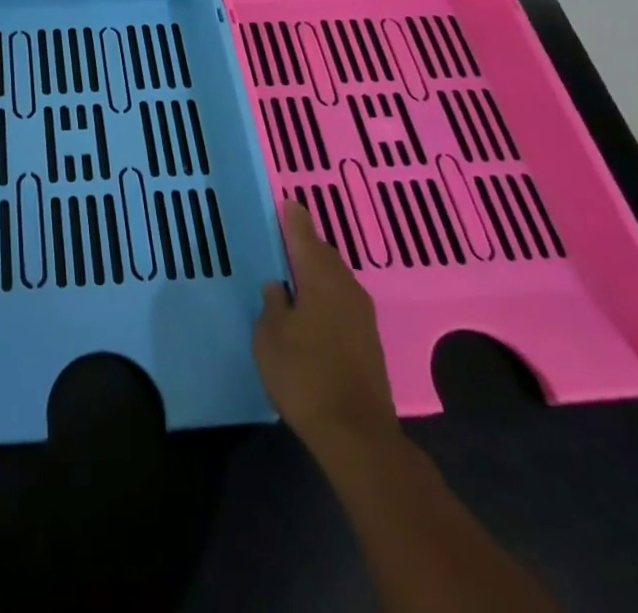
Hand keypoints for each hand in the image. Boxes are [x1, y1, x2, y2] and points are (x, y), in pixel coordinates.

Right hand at [254, 200, 399, 448]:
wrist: (357, 434)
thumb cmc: (304, 377)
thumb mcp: (269, 338)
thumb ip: (272, 304)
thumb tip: (278, 287)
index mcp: (320, 279)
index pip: (304, 236)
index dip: (294, 218)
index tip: (286, 202)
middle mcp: (346, 288)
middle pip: (324, 254)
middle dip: (306, 244)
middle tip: (284, 239)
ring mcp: (362, 314)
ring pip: (336, 277)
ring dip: (317, 270)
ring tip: (295, 273)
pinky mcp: (369, 339)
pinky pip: (343, 299)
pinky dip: (326, 293)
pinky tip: (312, 307)